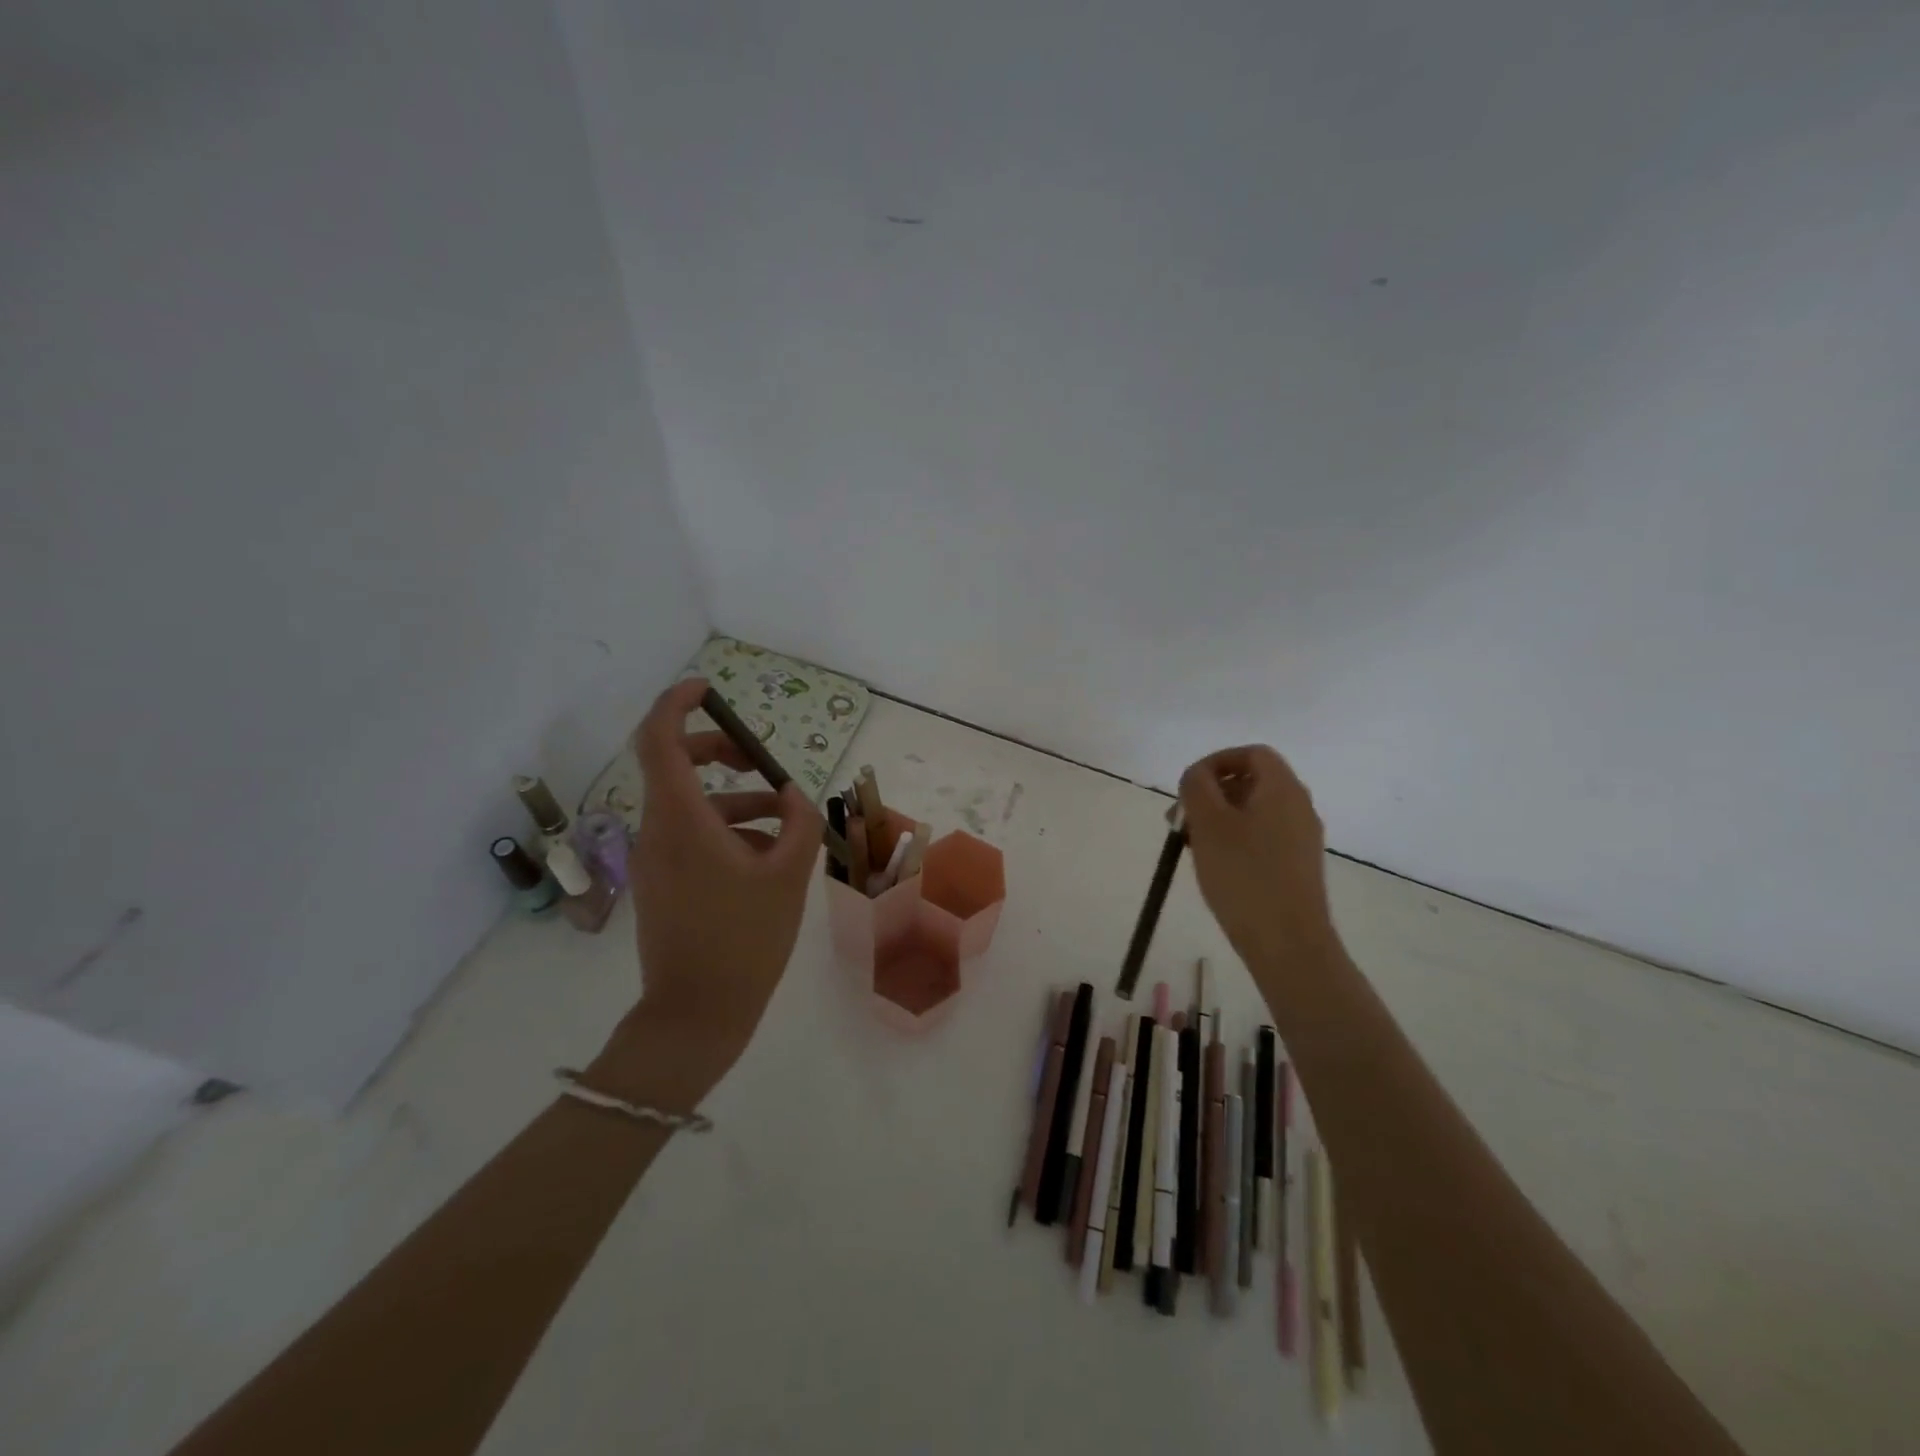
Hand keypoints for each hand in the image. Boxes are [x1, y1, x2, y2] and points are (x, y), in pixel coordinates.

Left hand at [590, 678, 822, 1106]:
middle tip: (759, 760)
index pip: (658, 739)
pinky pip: (689, 835)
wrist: (696, 1016)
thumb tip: (792, 795)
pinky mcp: (659, 882)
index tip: (709, 690)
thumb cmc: (744, 941)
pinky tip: (766, 855)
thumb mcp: (788, 876)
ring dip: (734, 798)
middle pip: (673, 765)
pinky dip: (725, 829)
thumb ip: (800, 822)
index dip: (677, 704)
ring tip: (783, 819)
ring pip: (689, 804)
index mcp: (681, 820)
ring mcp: (653, 859)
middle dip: (717, 751)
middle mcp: (657, 831)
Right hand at [1179, 745, 1339, 975]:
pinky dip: (1234, 839)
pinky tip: (1214, 866)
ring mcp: (1301, 838)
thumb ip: (1197, 787)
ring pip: (1254, 812)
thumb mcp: (1209, 823)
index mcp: (1282, 789)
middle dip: (1211, 793)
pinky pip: (1262, 837)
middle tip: (1180, 820)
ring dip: (1218, 818)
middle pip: (1252, 781)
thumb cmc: (1244, 875)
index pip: (1252, 753)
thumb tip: (1197, 775)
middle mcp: (1298, 807)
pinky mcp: (1296, 866)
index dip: (1217, 761)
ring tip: (1190, 845)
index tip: (1188, 786)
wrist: (1288, 943)